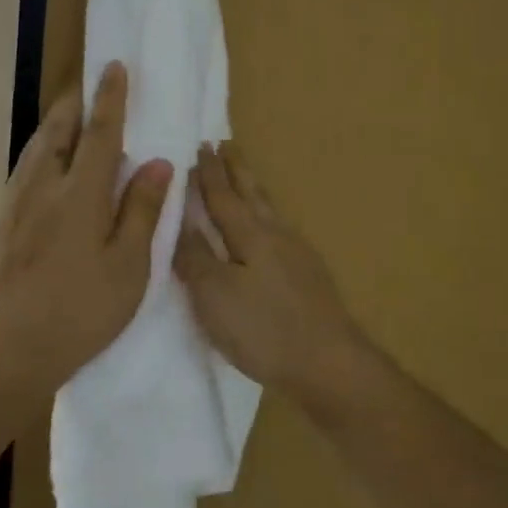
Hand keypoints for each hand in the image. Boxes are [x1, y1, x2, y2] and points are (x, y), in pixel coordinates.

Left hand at [0, 62, 171, 393]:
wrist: (7, 348)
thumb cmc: (80, 311)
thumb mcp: (128, 267)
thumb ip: (142, 210)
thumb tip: (157, 162)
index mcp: (81, 194)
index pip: (100, 132)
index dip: (110, 98)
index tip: (115, 66)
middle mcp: (43, 187)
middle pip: (58, 130)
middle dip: (75, 103)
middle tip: (89, 86)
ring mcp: (16, 204)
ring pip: (37, 148)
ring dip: (56, 126)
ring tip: (71, 120)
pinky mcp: (1, 223)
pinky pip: (25, 170)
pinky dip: (42, 153)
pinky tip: (48, 169)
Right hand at [173, 144, 373, 396]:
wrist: (329, 363)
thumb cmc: (263, 328)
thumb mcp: (214, 295)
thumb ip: (194, 257)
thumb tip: (178, 222)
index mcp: (250, 234)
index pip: (223, 195)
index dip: (208, 173)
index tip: (201, 145)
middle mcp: (276, 235)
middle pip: (253, 194)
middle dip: (236, 170)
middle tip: (227, 144)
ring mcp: (298, 255)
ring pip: (270, 211)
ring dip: (254, 190)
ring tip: (245, 179)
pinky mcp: (309, 276)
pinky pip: (280, 231)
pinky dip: (266, 217)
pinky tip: (268, 232)